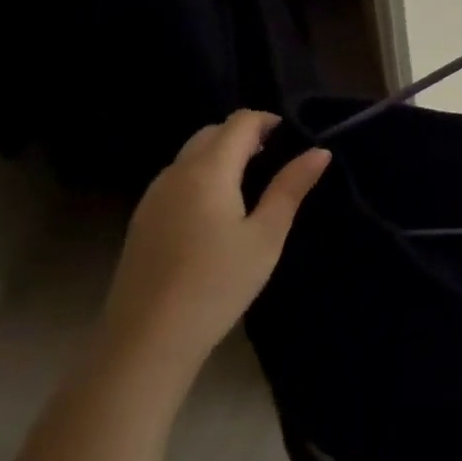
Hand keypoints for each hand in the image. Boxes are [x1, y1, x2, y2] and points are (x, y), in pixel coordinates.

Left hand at [97, 111, 329, 390]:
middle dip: (244, 136)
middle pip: (211, 133)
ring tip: (250, 184)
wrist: (147, 339)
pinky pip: (176, 179)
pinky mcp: (142, 220)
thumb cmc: (217, 283)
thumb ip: (290, 188)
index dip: (268, 121)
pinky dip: (201, 177)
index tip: (293, 138)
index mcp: (208, 170)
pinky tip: (216, 212)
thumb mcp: (266, 236)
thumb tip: (319, 152)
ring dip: (221, 156)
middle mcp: (175, 173)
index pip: (239, 122)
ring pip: (190, 156)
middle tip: (275, 159)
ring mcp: (153, 196)